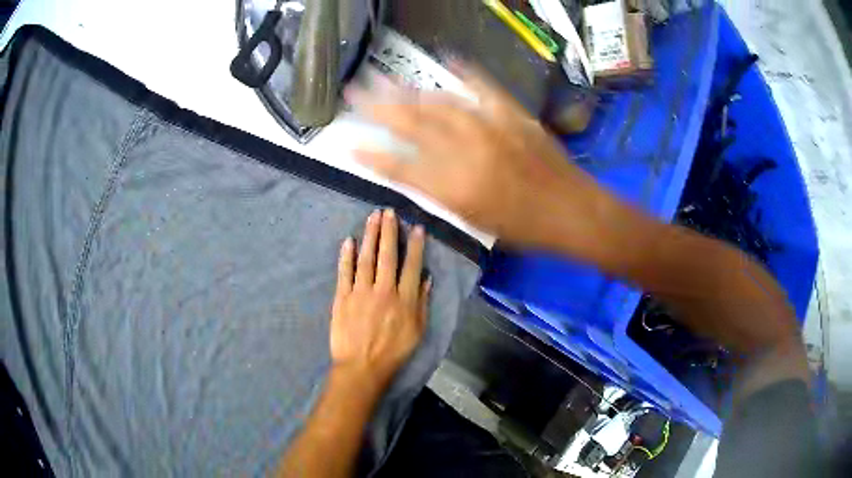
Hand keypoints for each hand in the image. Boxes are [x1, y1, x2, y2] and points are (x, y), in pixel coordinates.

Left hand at [330, 209, 430, 388]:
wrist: (362, 367)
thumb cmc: (393, 351)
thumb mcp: (417, 331)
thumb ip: (421, 302)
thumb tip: (425, 278)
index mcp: (404, 299)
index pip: (411, 265)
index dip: (414, 244)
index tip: (416, 227)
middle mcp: (383, 290)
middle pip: (387, 255)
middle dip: (389, 231)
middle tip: (388, 212)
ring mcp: (360, 292)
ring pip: (366, 258)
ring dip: (370, 236)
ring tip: (372, 217)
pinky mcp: (342, 297)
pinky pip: (344, 272)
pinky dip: (346, 256)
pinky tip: (348, 241)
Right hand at [348, 63, 623, 255]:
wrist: (573, 211)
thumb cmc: (525, 227)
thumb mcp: (475, 220)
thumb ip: (440, 193)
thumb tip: (412, 172)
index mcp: (454, 188)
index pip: (400, 166)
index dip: (371, 155)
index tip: (349, 144)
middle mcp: (466, 153)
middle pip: (412, 124)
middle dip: (377, 107)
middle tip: (353, 93)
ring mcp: (490, 128)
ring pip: (438, 102)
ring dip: (407, 89)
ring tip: (383, 78)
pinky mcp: (511, 114)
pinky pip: (483, 87)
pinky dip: (463, 72)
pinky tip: (446, 59)